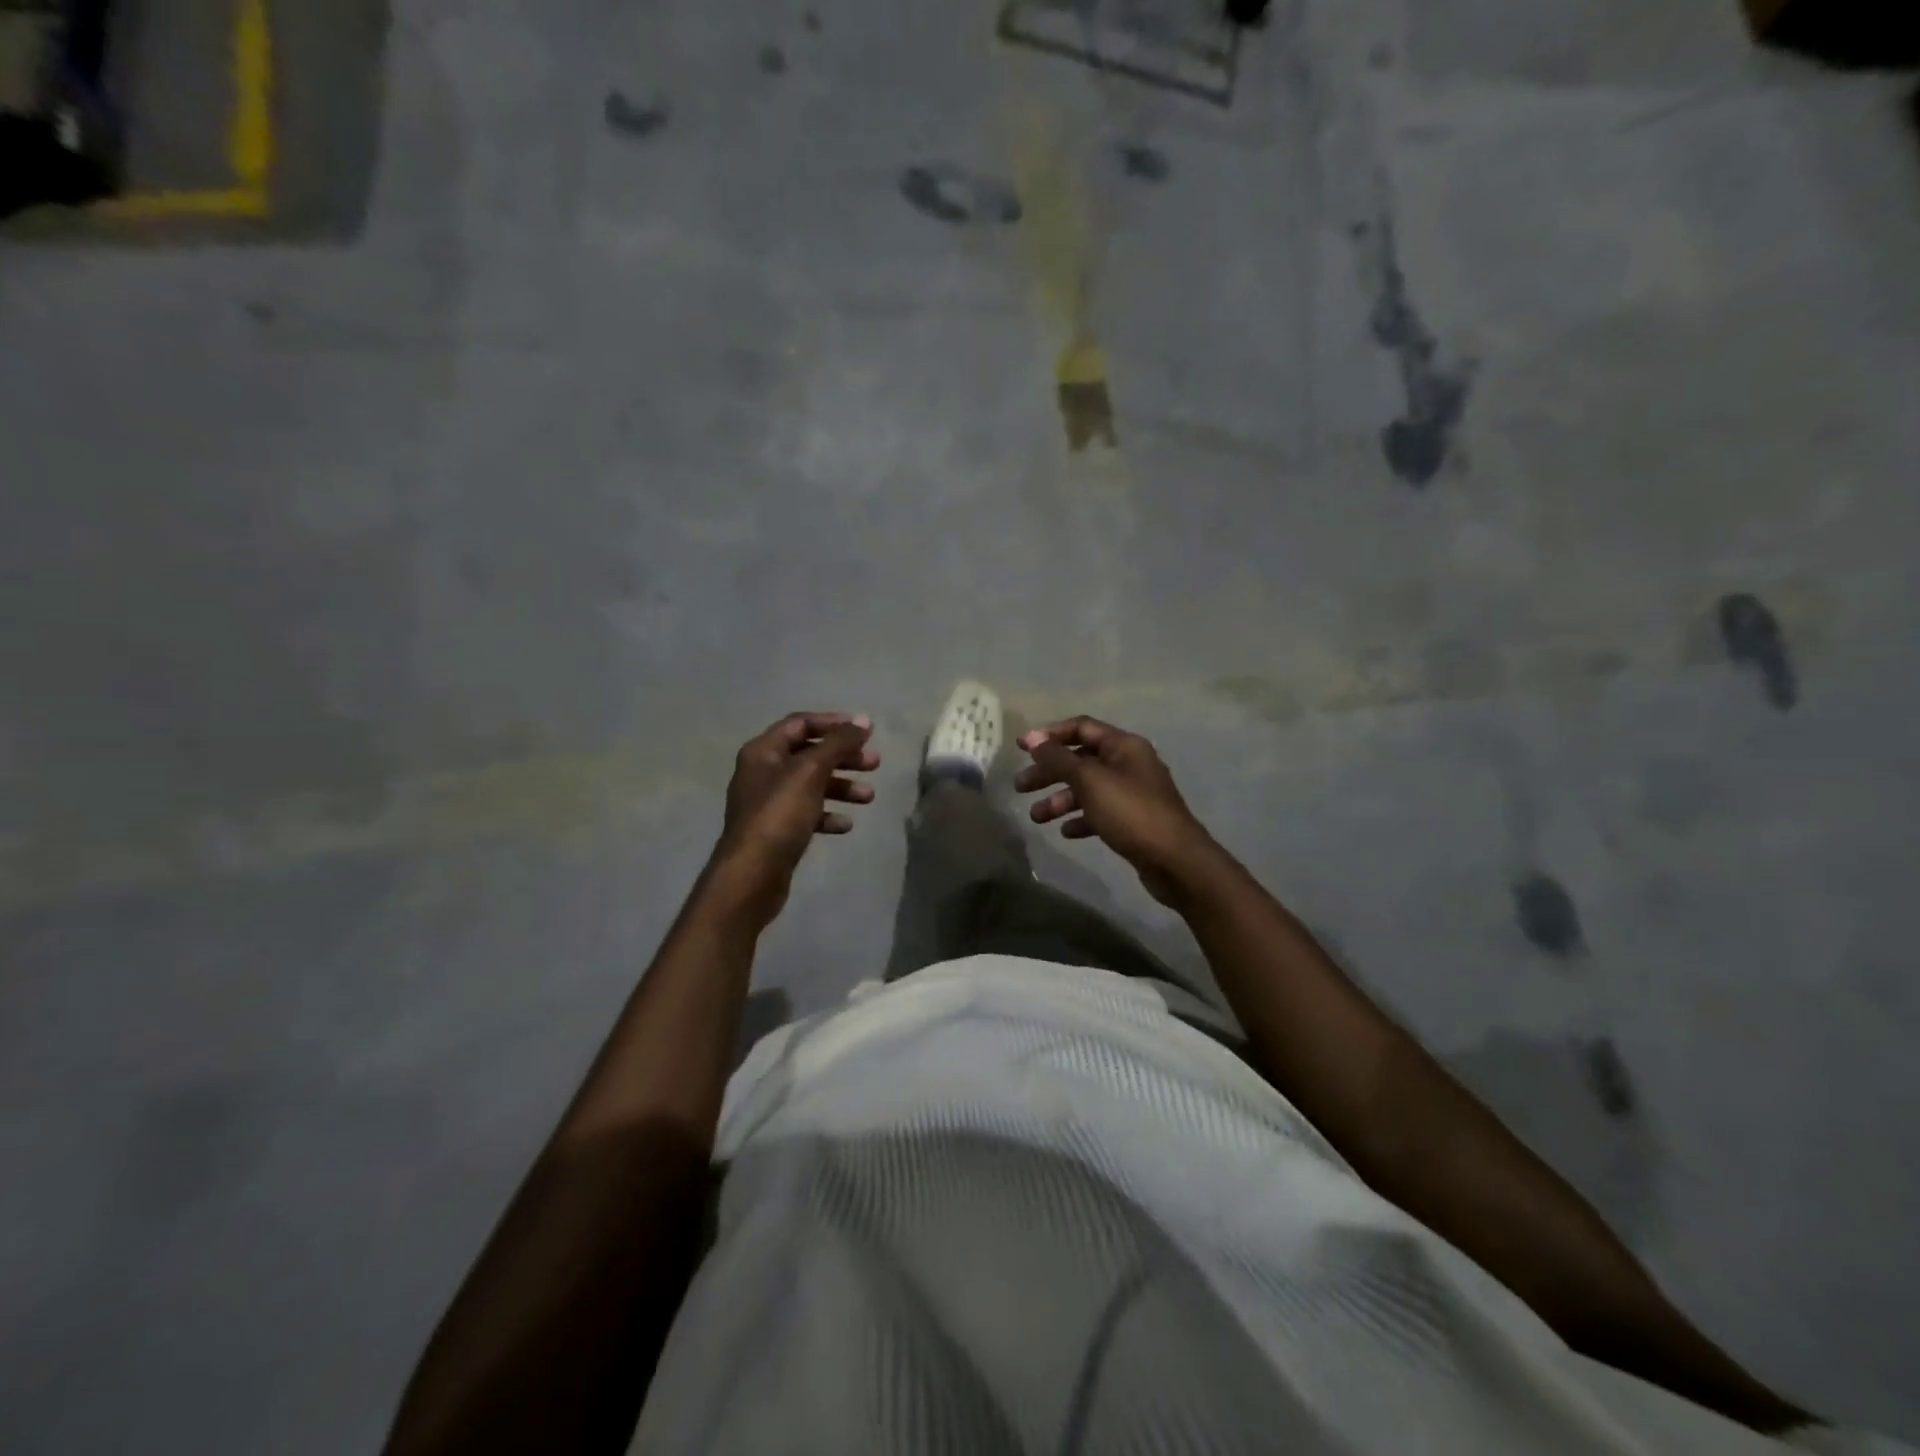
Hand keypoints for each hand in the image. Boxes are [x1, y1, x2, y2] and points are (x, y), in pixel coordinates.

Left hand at [713, 712, 878, 914]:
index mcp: (763, 751)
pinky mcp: (777, 831)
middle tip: (874, 763)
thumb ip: (838, 744)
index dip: (833, 723)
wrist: (752, 874)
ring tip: (869, 797)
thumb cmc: (779, 815)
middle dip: (843, 757)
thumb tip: (863, 721)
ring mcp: (769, 804)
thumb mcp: (811, 772)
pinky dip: (828, 815)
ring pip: (812, 785)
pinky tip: (846, 825)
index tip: (865, 731)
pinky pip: (807, 814)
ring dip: (842, 787)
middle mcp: (763, 772)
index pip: (800, 724)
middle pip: (809, 754)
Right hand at [1016, 716, 1221, 905]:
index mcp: (1124, 746)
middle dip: (1049, 772)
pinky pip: (1100, 813)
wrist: (1175, 861)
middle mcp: (1129, 764)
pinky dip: (1081, 819)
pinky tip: (1065, 832)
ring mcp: (1132, 794)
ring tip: (1036, 817)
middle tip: (1020, 787)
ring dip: (1060, 799)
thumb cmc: (1131, 812)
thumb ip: (1059, 759)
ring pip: (1088, 789)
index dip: (1050, 734)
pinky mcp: (1133, 821)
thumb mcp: (1090, 781)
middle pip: (1081, 760)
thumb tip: (1033, 739)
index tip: (1021, 747)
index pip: (1082, 727)